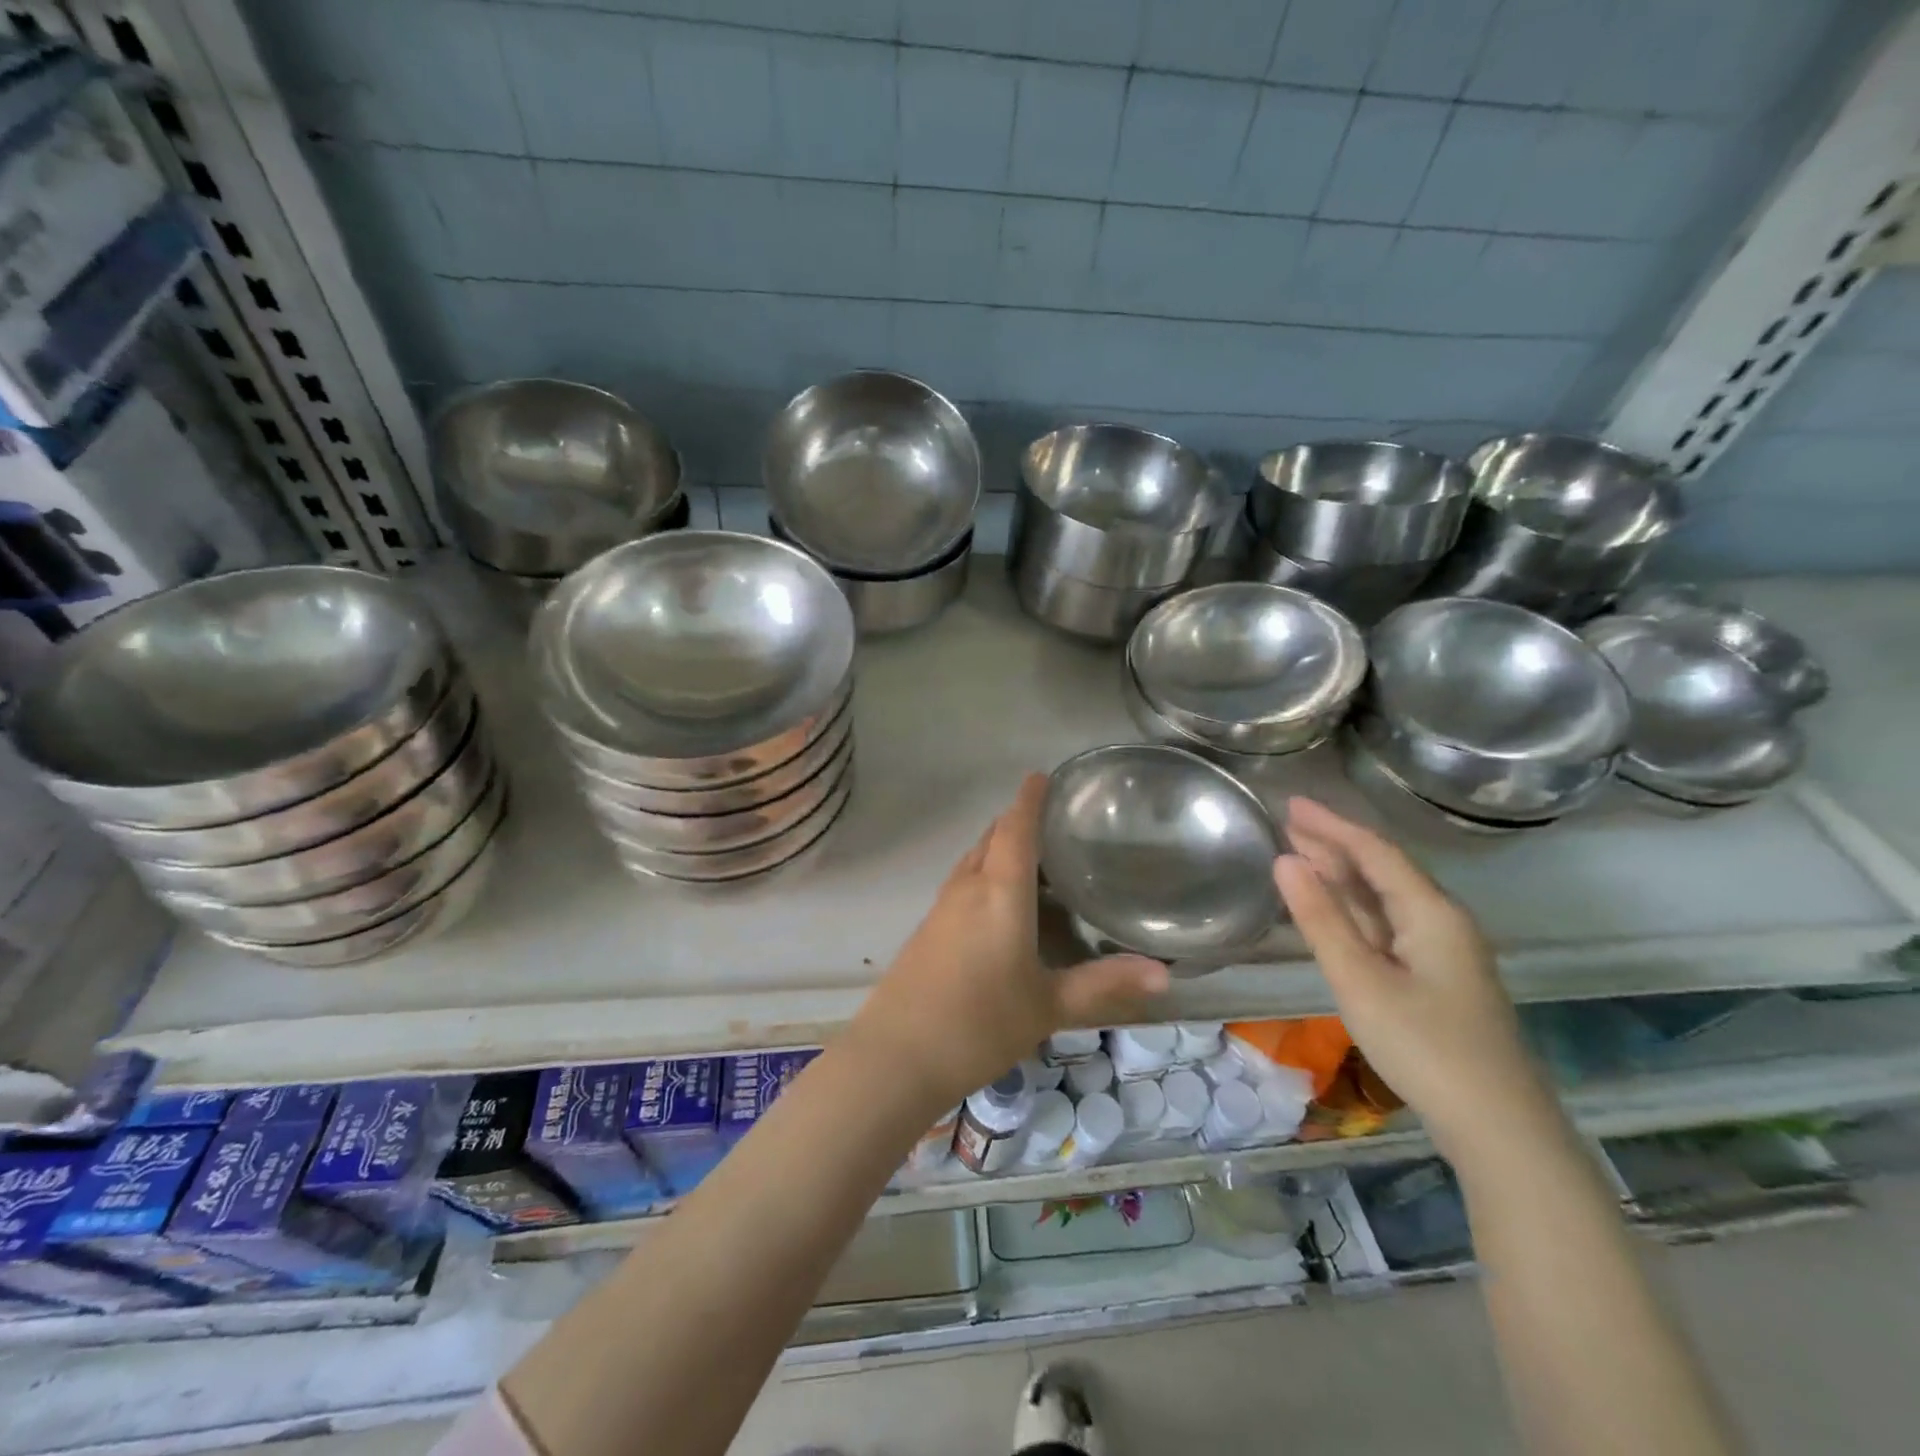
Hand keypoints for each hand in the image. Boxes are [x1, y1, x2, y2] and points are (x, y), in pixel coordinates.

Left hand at [852, 773, 1169, 1107]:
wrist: (896, 1056)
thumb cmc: (979, 1023)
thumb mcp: (1048, 1006)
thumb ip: (1104, 985)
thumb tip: (1166, 975)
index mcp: (999, 891)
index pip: (1015, 827)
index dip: (1030, 798)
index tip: (1044, 776)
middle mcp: (967, 887)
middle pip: (992, 837)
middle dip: (1018, 822)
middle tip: (1056, 825)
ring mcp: (942, 908)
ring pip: (974, 860)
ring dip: (999, 848)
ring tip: (1036, 860)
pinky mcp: (927, 930)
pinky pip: (962, 885)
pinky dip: (985, 876)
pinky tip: (1003, 906)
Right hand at [1274, 797, 1553, 1158]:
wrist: (1499, 1128)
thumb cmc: (1425, 1047)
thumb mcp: (1360, 980)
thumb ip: (1321, 919)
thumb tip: (1285, 861)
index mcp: (1431, 912)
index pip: (1375, 851)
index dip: (1331, 825)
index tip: (1290, 803)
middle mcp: (1442, 921)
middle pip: (1383, 869)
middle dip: (1334, 844)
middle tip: (1286, 823)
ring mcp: (1442, 951)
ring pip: (1385, 898)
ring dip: (1343, 875)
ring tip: (1299, 854)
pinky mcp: (1437, 978)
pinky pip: (1388, 925)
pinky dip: (1354, 908)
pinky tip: (1333, 909)